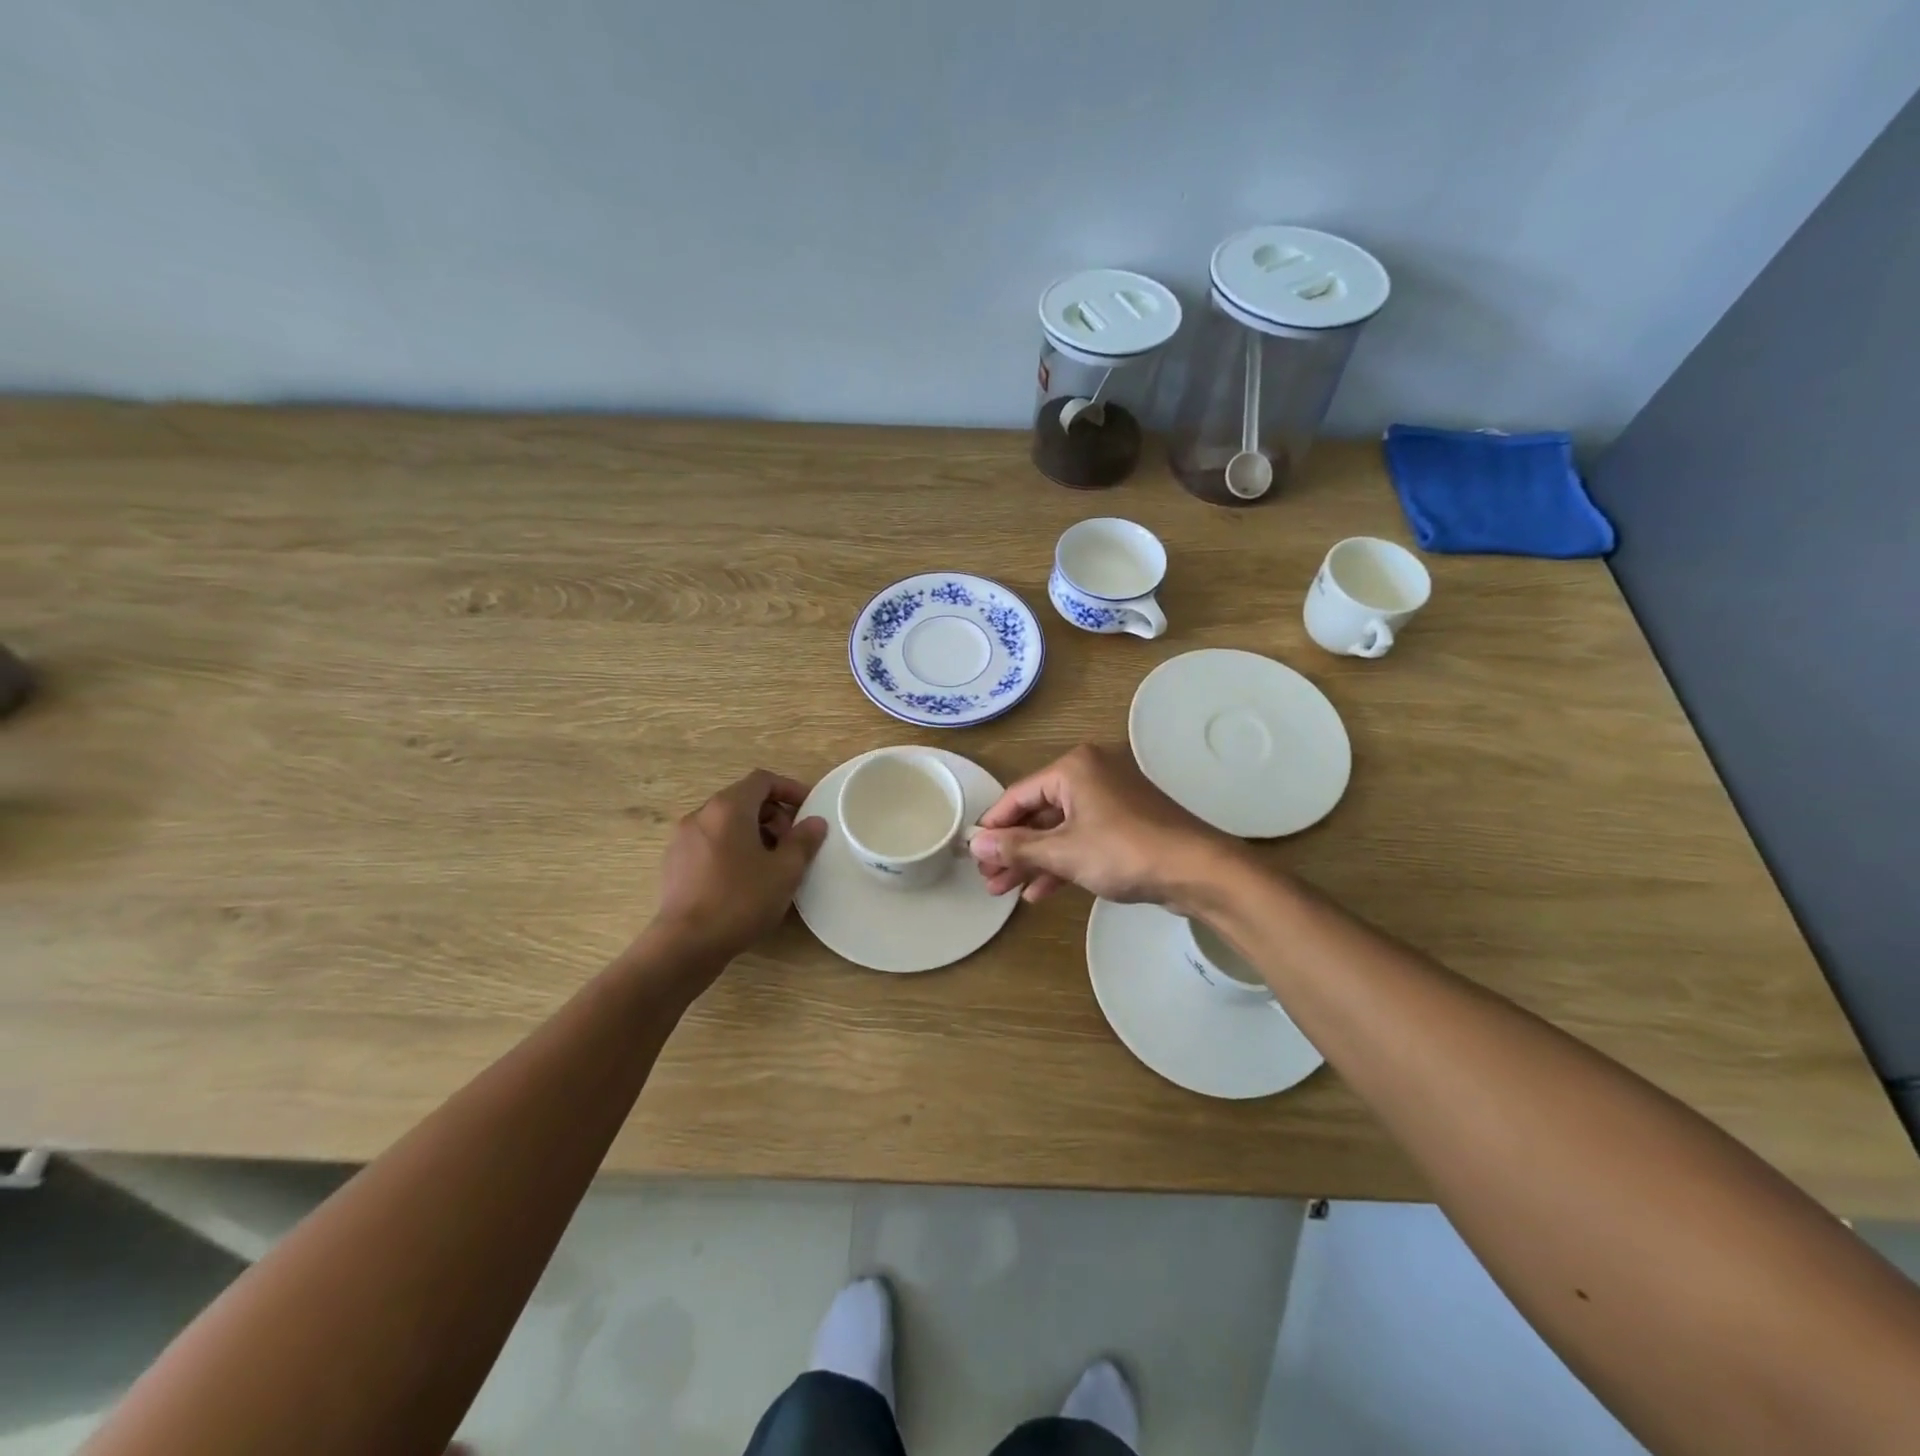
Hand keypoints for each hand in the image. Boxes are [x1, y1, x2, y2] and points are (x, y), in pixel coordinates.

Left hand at [649, 769, 827, 965]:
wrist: (685, 945)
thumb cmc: (740, 901)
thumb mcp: (784, 872)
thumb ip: (803, 841)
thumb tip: (815, 822)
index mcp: (728, 808)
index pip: (762, 780)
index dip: (789, 789)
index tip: (808, 809)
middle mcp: (701, 814)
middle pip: (743, 799)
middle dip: (773, 815)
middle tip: (792, 843)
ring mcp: (682, 839)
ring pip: (725, 822)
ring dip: (753, 832)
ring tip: (771, 863)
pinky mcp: (674, 863)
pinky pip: (709, 842)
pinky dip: (731, 847)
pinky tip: (744, 879)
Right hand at [968, 744, 1234, 908]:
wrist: (1198, 871)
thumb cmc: (1125, 852)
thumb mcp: (1063, 852)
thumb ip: (1016, 848)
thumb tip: (975, 845)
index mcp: (1074, 768)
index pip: (1018, 795)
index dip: (993, 826)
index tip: (972, 853)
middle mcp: (1091, 774)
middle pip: (1038, 813)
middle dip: (1012, 849)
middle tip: (987, 880)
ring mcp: (1110, 799)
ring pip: (1059, 829)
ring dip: (1033, 860)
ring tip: (1004, 891)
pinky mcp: (1125, 823)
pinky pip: (1082, 838)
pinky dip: (1062, 862)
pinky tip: (1039, 892)